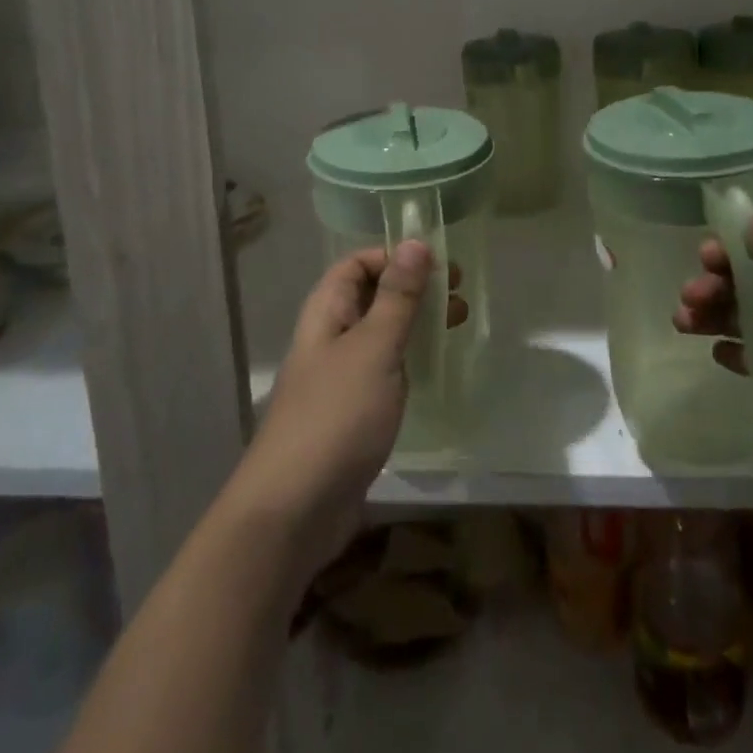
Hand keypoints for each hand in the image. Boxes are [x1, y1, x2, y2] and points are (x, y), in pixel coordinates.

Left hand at [229, 243, 463, 583]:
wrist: (294, 510)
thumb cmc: (336, 415)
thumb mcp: (374, 348)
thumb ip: (397, 297)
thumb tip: (415, 242)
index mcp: (326, 312)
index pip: (356, 264)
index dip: (393, 257)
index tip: (437, 265)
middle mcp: (329, 337)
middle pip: (371, 296)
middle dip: (413, 289)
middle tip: (458, 294)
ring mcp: (339, 378)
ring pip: (381, 334)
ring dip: (416, 323)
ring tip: (457, 323)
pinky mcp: (352, 413)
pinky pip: (383, 370)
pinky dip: (409, 360)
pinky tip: (435, 368)